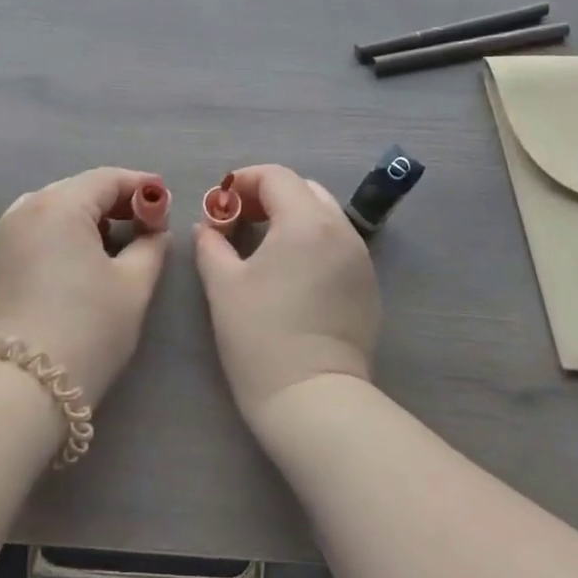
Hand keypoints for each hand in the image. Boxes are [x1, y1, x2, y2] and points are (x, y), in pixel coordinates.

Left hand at [0, 168, 170, 406]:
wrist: (23, 385)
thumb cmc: (88, 328)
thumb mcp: (133, 285)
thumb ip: (150, 246)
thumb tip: (155, 231)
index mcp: (61, 205)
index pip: (106, 179)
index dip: (139, 185)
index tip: (163, 197)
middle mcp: (24, 208)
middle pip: (74, 189)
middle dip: (110, 200)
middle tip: (141, 220)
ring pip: (45, 207)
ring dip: (77, 214)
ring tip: (103, 238)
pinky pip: (20, 230)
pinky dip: (45, 232)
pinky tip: (58, 253)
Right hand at [193, 164, 380, 435]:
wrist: (313, 400)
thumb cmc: (260, 337)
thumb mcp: (223, 285)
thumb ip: (211, 244)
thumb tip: (208, 227)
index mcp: (306, 222)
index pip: (276, 177)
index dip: (244, 181)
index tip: (220, 202)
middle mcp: (341, 230)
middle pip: (304, 190)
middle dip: (269, 196)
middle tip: (240, 220)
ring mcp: (360, 258)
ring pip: (325, 216)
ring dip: (293, 217)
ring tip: (264, 246)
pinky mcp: (368, 286)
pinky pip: (338, 244)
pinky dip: (313, 242)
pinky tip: (292, 273)